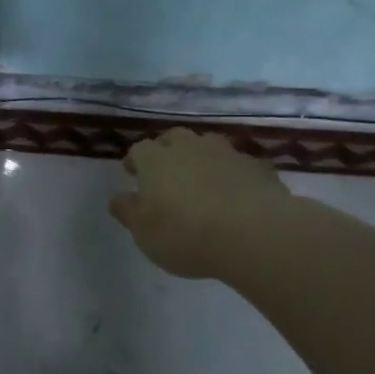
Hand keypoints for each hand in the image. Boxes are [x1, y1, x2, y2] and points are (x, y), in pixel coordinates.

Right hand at [109, 129, 288, 278]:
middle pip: (174, 138)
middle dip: (168, 151)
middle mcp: (189, 148)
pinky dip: (233, 174)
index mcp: (155, 160)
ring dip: (202, 158)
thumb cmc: (187, 235)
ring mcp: (226, 154)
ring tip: (202, 179)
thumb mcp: (145, 233)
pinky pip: (239, 165)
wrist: (256, 234)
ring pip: (208, 145)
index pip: (138, 150)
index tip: (133, 174)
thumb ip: (129, 212)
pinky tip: (236, 193)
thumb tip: (117, 198)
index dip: (135, 161)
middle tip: (167, 172)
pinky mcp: (258, 167)